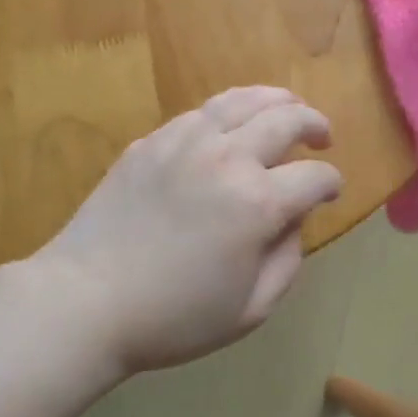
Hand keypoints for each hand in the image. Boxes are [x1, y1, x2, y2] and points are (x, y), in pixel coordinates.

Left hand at [33, 87, 343, 373]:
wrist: (86, 300)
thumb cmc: (173, 317)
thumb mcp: (250, 308)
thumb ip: (288, 259)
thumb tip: (295, 219)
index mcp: (258, 202)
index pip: (315, 176)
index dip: (331, 183)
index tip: (330, 192)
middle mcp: (228, 157)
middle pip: (287, 119)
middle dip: (315, 124)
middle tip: (322, 136)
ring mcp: (186, 141)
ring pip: (243, 99)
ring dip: (276, 100)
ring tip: (288, 106)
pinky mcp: (152, 140)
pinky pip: (201, 112)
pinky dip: (229, 110)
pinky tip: (231, 124)